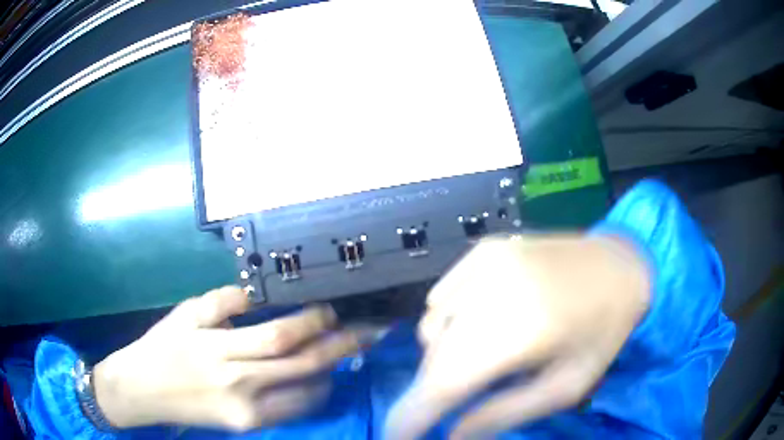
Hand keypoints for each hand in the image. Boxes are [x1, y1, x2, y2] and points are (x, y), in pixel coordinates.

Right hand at [93, 286, 363, 430]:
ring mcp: (246, 410)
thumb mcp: (187, 312)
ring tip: (350, 351)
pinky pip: (292, 410)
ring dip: (332, 370)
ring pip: (306, 391)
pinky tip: (321, 378)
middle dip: (342, 346)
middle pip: (303, 364)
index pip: (282, 335)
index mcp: (220, 348)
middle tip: (370, 331)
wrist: (143, 390)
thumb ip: (225, 300)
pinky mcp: (248, 426)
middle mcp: (238, 382)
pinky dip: (313, 393)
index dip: (314, 322)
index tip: (334, 309)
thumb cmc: (163, 347)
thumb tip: (263, 293)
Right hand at [385, 235, 650, 438]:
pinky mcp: (484, 249)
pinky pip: (443, 298)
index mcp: (523, 328)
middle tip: (458, 403)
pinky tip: (484, 322)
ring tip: (483, 358)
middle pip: (434, 356)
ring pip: (433, 327)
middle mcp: (494, 287)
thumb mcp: (567, 387)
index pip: (444, 382)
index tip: (397, 438)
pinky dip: (450, 322)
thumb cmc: (603, 332)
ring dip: (444, 355)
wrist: (620, 265)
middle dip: (432, 390)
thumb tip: (451, 435)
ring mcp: (485, 261)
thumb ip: (504, 415)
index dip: (410, 416)